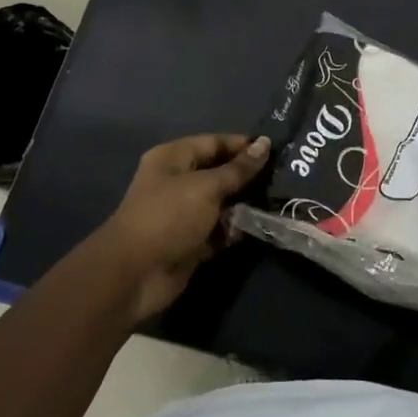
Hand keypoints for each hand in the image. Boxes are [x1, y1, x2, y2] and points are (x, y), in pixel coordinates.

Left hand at [87, 133, 270, 322]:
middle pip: (219, 173)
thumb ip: (238, 169)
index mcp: (173, 158)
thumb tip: (264, 144)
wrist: (135, 273)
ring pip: (221, 203)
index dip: (243, 145)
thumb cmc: (169, 217)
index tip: (276, 151)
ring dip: (243, 205)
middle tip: (282, 178)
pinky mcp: (190, 241)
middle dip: (247, 176)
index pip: (214, 143)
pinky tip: (255, 229)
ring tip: (274, 203)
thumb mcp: (207, 187)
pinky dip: (233, 230)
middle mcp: (177, 181)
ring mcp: (183, 213)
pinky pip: (218, 230)